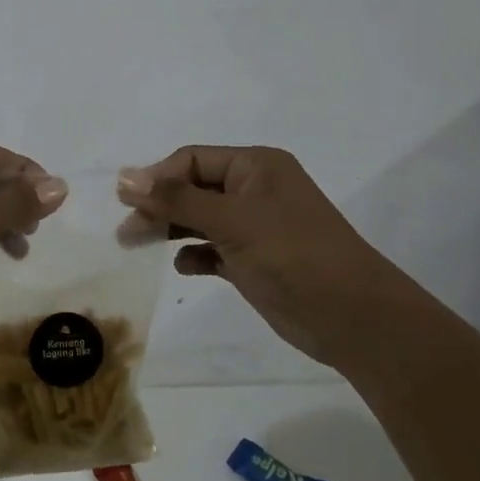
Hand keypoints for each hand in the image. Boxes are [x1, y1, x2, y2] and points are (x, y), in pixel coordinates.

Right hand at [115, 145, 414, 370]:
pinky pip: (212, 249)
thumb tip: (124, 178)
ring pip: (199, 218)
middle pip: (192, 188)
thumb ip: (177, 199)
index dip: (157, 178)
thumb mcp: (232, 221)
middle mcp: (253, 189)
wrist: (355, 320)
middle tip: (126, 231)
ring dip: (170, 229)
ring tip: (137, 245)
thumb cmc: (294, 256)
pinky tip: (184, 267)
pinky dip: (195, 254)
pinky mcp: (254, 260)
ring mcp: (254, 226)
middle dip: (158, 206)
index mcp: (255, 166)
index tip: (126, 203)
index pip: (191, 160)